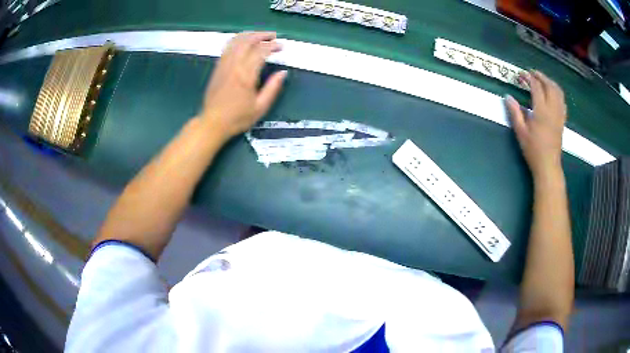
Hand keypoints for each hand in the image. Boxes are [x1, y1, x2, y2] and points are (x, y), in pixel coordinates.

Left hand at [198, 31, 287, 141]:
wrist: (212, 123)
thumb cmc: (237, 118)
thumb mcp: (260, 107)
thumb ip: (273, 88)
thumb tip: (283, 73)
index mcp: (246, 75)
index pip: (261, 51)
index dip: (273, 46)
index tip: (281, 47)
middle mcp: (234, 66)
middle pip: (247, 41)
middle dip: (262, 35)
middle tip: (273, 36)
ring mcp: (223, 65)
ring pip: (236, 42)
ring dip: (249, 35)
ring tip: (259, 36)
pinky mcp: (217, 68)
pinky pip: (227, 48)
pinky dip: (237, 41)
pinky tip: (243, 42)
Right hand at [505, 70, 566, 178]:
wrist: (548, 165)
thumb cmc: (533, 150)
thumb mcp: (520, 132)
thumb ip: (515, 112)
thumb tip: (508, 97)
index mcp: (541, 111)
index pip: (536, 87)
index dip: (528, 78)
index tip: (521, 74)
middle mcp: (552, 110)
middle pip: (549, 86)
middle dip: (541, 76)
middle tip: (532, 73)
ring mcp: (559, 115)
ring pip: (558, 92)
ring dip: (550, 82)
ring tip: (543, 80)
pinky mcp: (562, 120)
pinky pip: (562, 102)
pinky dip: (558, 93)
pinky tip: (553, 94)